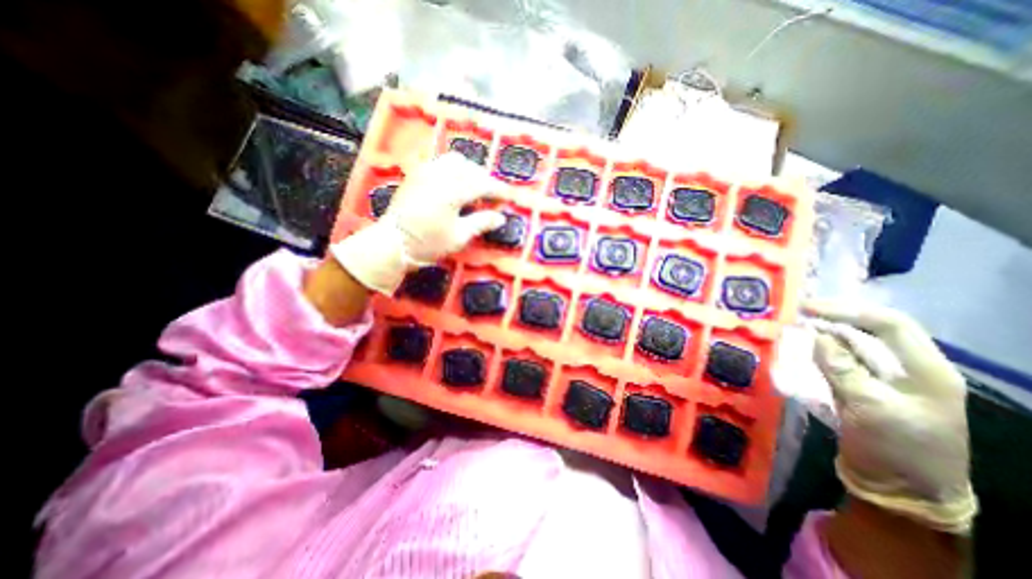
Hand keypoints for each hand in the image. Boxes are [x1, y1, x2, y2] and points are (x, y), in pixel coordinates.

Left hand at [335, 155, 506, 292]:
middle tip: (492, 195)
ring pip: (455, 161)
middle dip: (485, 179)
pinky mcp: (416, 173)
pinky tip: (455, 183)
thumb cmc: (427, 243)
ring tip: (475, 187)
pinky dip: (454, 169)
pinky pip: (440, 162)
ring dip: (470, 171)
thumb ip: (481, 222)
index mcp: (452, 191)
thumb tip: (501, 217)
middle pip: (471, 169)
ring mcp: (426, 171)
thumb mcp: (459, 237)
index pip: (483, 184)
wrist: (392, 242)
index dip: (498, 190)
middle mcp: (440, 174)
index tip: (510, 196)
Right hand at [805, 299, 977, 534]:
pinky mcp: (866, 389)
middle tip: (798, 313)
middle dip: (836, 318)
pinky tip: (804, 348)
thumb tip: (816, 336)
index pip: (890, 325)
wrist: (900, 491)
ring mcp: (887, 380)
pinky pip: (843, 361)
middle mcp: (909, 369)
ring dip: (826, 333)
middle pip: (873, 331)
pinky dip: (822, 351)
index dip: (848, 311)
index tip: (807, 309)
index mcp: (926, 371)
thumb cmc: (895, 448)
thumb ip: (842, 368)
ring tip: (796, 326)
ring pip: (856, 345)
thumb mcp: (870, 407)